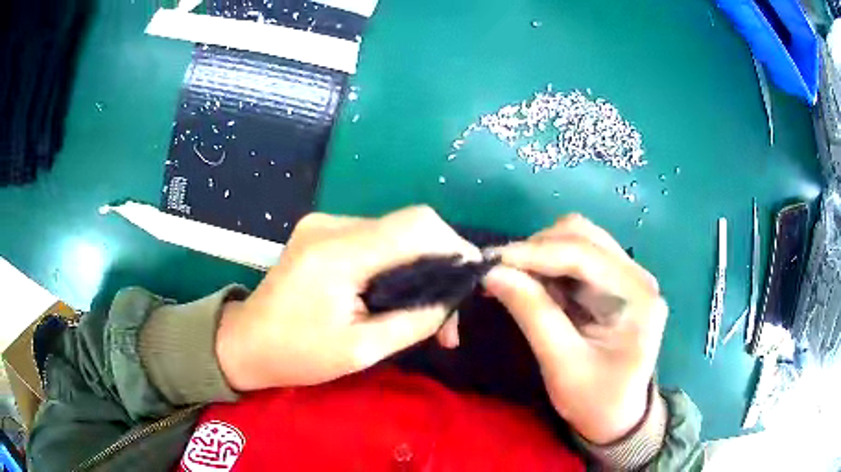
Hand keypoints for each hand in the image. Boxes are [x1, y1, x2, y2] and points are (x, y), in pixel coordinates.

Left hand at [216, 206, 479, 390]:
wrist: (245, 343)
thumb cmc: (296, 355)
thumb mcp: (360, 351)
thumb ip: (413, 321)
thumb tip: (452, 299)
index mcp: (337, 253)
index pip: (415, 226)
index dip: (454, 246)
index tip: (472, 279)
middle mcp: (331, 225)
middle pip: (408, 227)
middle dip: (440, 263)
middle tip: (449, 313)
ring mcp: (324, 225)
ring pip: (394, 233)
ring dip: (418, 266)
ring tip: (426, 311)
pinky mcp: (322, 233)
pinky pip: (374, 239)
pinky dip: (395, 264)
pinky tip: (397, 294)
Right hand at [483, 215, 666, 443]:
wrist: (618, 418)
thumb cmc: (595, 401)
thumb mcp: (562, 365)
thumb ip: (532, 314)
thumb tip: (493, 273)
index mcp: (637, 297)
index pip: (584, 254)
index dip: (534, 252)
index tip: (491, 260)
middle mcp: (637, 276)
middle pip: (583, 236)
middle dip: (537, 249)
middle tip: (501, 272)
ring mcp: (628, 277)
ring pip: (578, 240)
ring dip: (541, 255)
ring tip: (514, 280)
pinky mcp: (615, 283)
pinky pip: (577, 258)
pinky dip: (549, 266)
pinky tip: (533, 285)